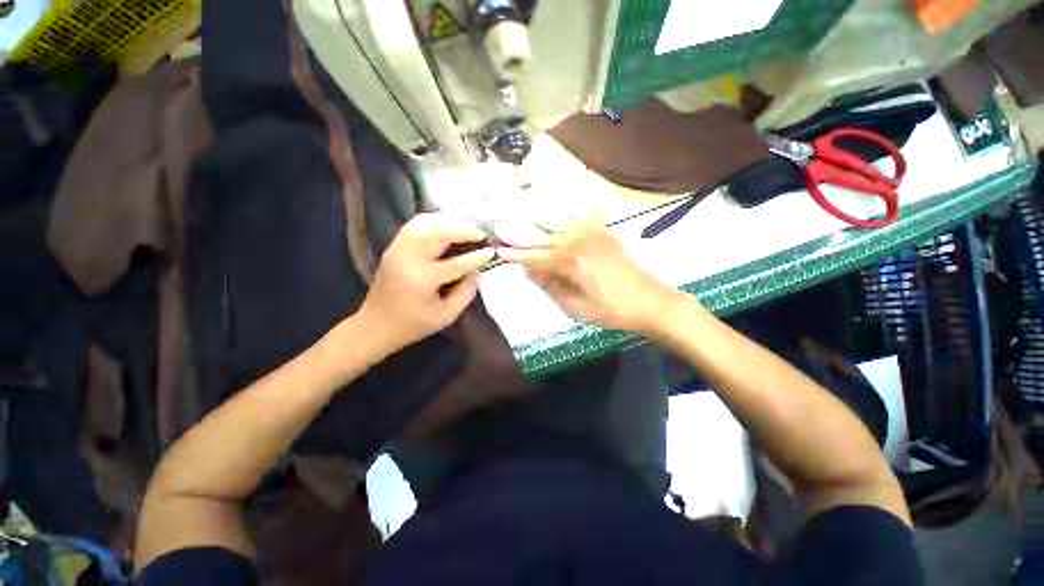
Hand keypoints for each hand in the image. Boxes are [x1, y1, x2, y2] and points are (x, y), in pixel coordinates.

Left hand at [356, 213, 493, 352]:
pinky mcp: (393, 247)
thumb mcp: (446, 316)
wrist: (375, 325)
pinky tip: (446, 226)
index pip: (456, 263)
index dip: (477, 257)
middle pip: (438, 233)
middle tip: (480, 233)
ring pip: (425, 223)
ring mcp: (398, 249)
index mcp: (423, 279)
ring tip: (466, 227)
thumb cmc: (413, 324)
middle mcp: (409, 258)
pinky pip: (415, 225)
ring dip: (448, 221)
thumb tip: (478, 271)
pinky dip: (434, 221)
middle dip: (462, 229)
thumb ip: (466, 292)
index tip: (492, 251)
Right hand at [496, 213, 678, 332]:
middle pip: (541, 236)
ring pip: (557, 221)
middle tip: (500, 225)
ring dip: (538, 217)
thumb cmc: (610, 310)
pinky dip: (571, 206)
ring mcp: (591, 233)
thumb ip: (550, 285)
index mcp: (567, 262)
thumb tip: (530, 270)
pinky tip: (565, 198)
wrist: (649, 301)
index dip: (514, 255)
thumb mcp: (574, 307)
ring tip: (522, 209)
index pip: (533, 257)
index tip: (498, 251)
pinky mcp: (603, 232)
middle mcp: (576, 241)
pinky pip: (583, 213)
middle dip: (519, 233)